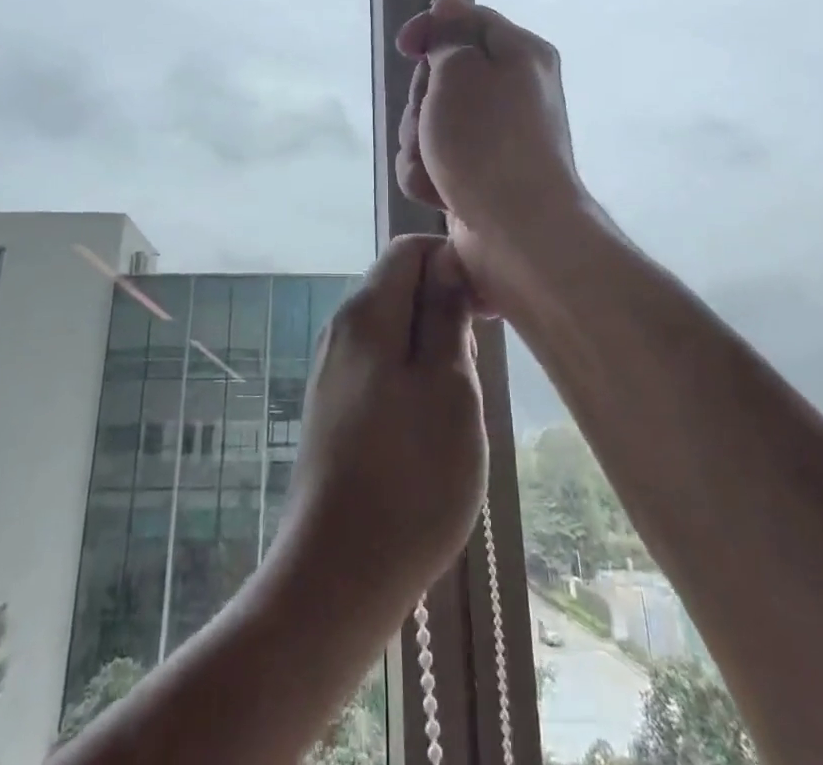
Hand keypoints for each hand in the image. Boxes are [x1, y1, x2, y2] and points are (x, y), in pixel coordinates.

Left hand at [277, 235, 487, 615]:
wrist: (337, 572)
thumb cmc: (411, 475)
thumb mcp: (449, 386)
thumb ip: (446, 314)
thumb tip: (447, 258)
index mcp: (367, 312)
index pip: (409, 249)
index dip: (453, 262)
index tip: (490, 307)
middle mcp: (341, 328)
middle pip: (399, 286)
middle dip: (445, 307)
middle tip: (478, 364)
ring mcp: (332, 369)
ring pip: (393, 328)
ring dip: (432, 347)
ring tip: (458, 400)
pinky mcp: (332, 406)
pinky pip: (379, 364)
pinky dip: (411, 375)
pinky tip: (429, 424)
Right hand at [395, 0, 588, 290]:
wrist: (518, 233)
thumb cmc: (487, 142)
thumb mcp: (460, 72)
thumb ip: (449, 35)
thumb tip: (451, 3)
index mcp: (519, 54)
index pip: (465, 20)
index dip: (429, 30)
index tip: (404, 49)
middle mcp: (511, 92)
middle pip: (442, 75)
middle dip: (421, 101)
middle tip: (429, 121)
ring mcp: (494, 138)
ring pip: (430, 121)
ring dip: (419, 143)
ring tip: (435, 166)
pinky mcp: (478, 175)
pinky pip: (436, 160)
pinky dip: (429, 174)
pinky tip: (438, 192)